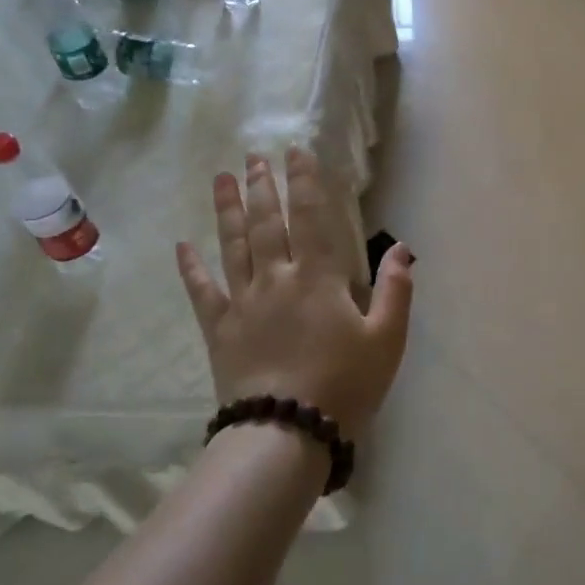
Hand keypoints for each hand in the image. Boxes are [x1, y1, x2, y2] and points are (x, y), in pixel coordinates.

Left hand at [176, 147, 412, 439]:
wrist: (286, 433)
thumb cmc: (344, 385)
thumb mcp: (387, 339)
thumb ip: (396, 290)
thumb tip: (401, 248)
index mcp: (317, 277)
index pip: (309, 216)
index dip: (303, 181)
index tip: (295, 151)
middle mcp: (276, 278)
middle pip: (265, 222)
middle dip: (261, 186)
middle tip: (253, 157)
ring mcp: (242, 302)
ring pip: (231, 245)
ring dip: (226, 209)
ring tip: (221, 178)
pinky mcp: (219, 329)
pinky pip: (201, 291)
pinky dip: (190, 267)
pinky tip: (182, 245)